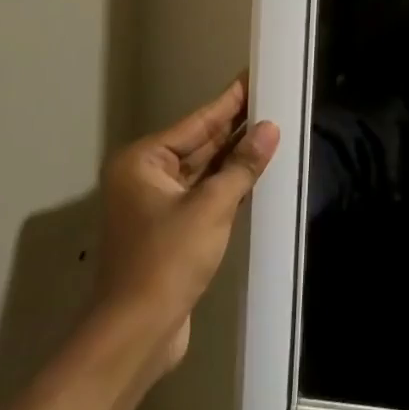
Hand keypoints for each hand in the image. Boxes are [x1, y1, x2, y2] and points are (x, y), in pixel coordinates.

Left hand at [99, 76, 279, 371]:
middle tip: (271, 99)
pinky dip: (229, 183)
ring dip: (235, 156)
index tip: (252, 77)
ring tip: (271, 128)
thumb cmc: (167, 260)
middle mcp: (146, 177)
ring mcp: (156, 205)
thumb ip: (242, 166)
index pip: (197, 122)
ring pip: (204, 170)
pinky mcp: (170, 230)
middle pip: (199, 143)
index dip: (229, 101)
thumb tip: (270, 129)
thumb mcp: (211, 207)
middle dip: (235, 126)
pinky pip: (204, 194)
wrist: (136, 333)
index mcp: (144, 162)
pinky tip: (255, 170)